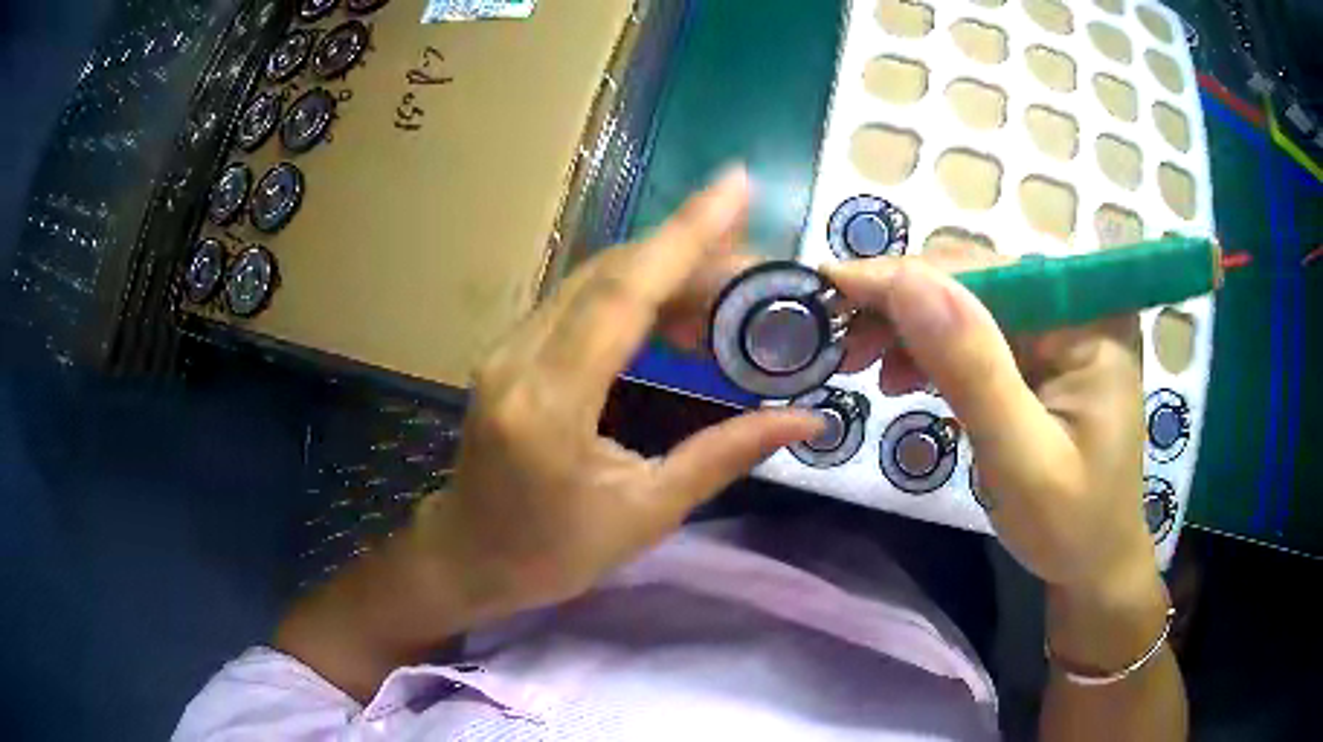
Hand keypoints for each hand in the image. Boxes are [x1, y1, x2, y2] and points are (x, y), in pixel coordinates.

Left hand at [418, 166, 822, 614]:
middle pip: (609, 274)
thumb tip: (805, 418)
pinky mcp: (509, 349)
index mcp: (549, 405)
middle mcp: (518, 358)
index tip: (736, 186)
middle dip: (688, 252)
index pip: (622, 296)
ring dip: (662, 270)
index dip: (684, 235)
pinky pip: (577, 300)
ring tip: (726, 292)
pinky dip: (632, 291)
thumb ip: (724, 455)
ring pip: (592, 279)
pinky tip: (673, 312)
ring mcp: (506, 348)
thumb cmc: (553, 552)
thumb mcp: (646, 513)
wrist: (468, 555)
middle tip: (755, 265)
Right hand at [822, 245, 1156, 592]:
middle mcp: (1076, 306)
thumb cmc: (1070, 525)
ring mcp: (1058, 328)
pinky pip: (975, 334)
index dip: (906, 277)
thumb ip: (972, 369)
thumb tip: (905, 280)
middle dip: (901, 304)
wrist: (1092, 564)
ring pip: (966, 303)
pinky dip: (930, 350)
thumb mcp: (1022, 459)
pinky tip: (903, 375)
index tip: (830, 287)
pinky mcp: (1040, 354)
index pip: (988, 273)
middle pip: (975, 281)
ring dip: (908, 327)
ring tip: (863, 363)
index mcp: (1088, 320)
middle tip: (840, 341)